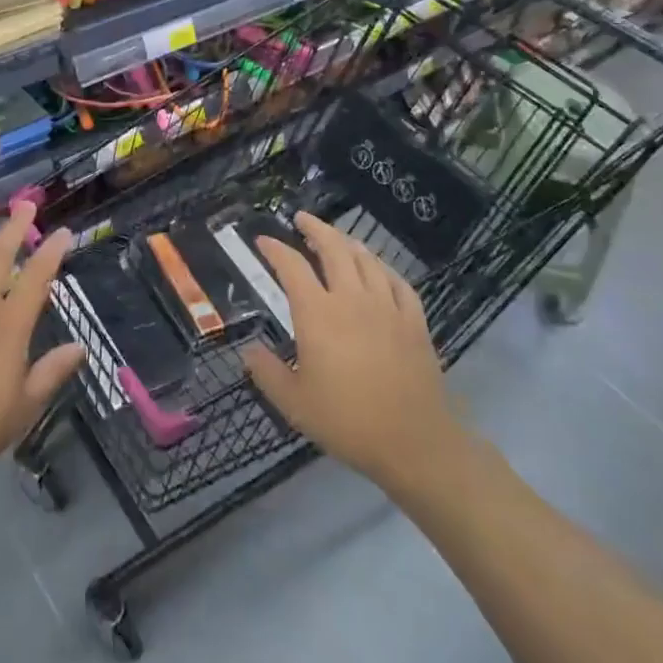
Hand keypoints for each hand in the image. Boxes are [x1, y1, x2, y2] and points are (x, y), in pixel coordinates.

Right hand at [242, 212, 468, 504]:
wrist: (414, 443)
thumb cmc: (347, 421)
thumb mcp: (294, 403)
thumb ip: (266, 372)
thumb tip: (247, 351)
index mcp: (318, 313)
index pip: (292, 266)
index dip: (275, 249)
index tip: (263, 240)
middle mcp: (351, 298)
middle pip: (334, 248)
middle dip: (315, 229)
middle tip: (302, 220)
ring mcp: (387, 306)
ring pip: (367, 259)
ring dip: (348, 243)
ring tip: (337, 239)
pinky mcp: (414, 321)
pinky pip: (398, 281)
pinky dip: (383, 268)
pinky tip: (378, 269)